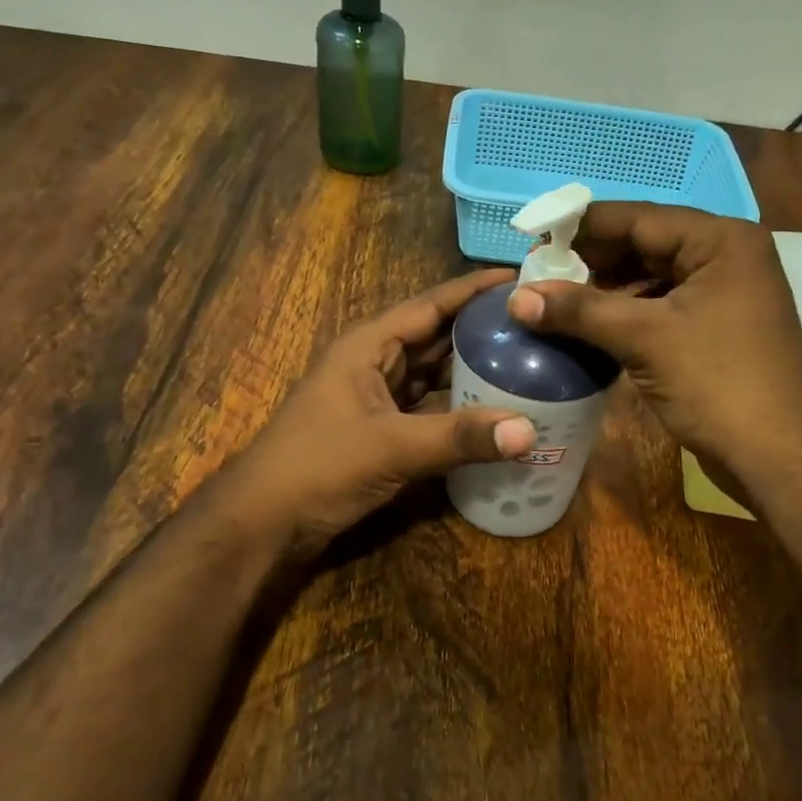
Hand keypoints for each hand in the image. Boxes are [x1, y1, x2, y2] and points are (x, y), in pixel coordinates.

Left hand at [219, 269, 537, 555]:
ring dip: (472, 371)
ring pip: (433, 375)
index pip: (430, 305)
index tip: (521, 278)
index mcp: (369, 346)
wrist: (264, 522)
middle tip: (537, 328)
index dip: (474, 290)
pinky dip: (458, 409)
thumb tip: (529, 431)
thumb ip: (459, 437)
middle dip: (481, 331)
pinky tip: (493, 413)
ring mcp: (376, 399)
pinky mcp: (380, 431)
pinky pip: (428, 409)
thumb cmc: (318, 467)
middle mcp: (374, 364)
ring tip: (526, 364)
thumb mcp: (391, 447)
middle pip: (436, 337)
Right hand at [508, 204, 801, 496]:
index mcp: (719, 240)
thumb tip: (516, 297)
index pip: (638, 218)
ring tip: (553, 304)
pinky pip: (660, 308)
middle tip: (538, 277)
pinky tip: (587, 329)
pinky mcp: (715, 329)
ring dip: (604, 293)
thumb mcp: (644, 338)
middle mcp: (725, 256)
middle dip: (591, 263)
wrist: (777, 455)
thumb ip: (580, 310)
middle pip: (644, 245)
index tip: (533, 237)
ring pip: (650, 279)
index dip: (582, 227)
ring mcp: (722, 295)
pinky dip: (625, 316)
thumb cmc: (717, 382)